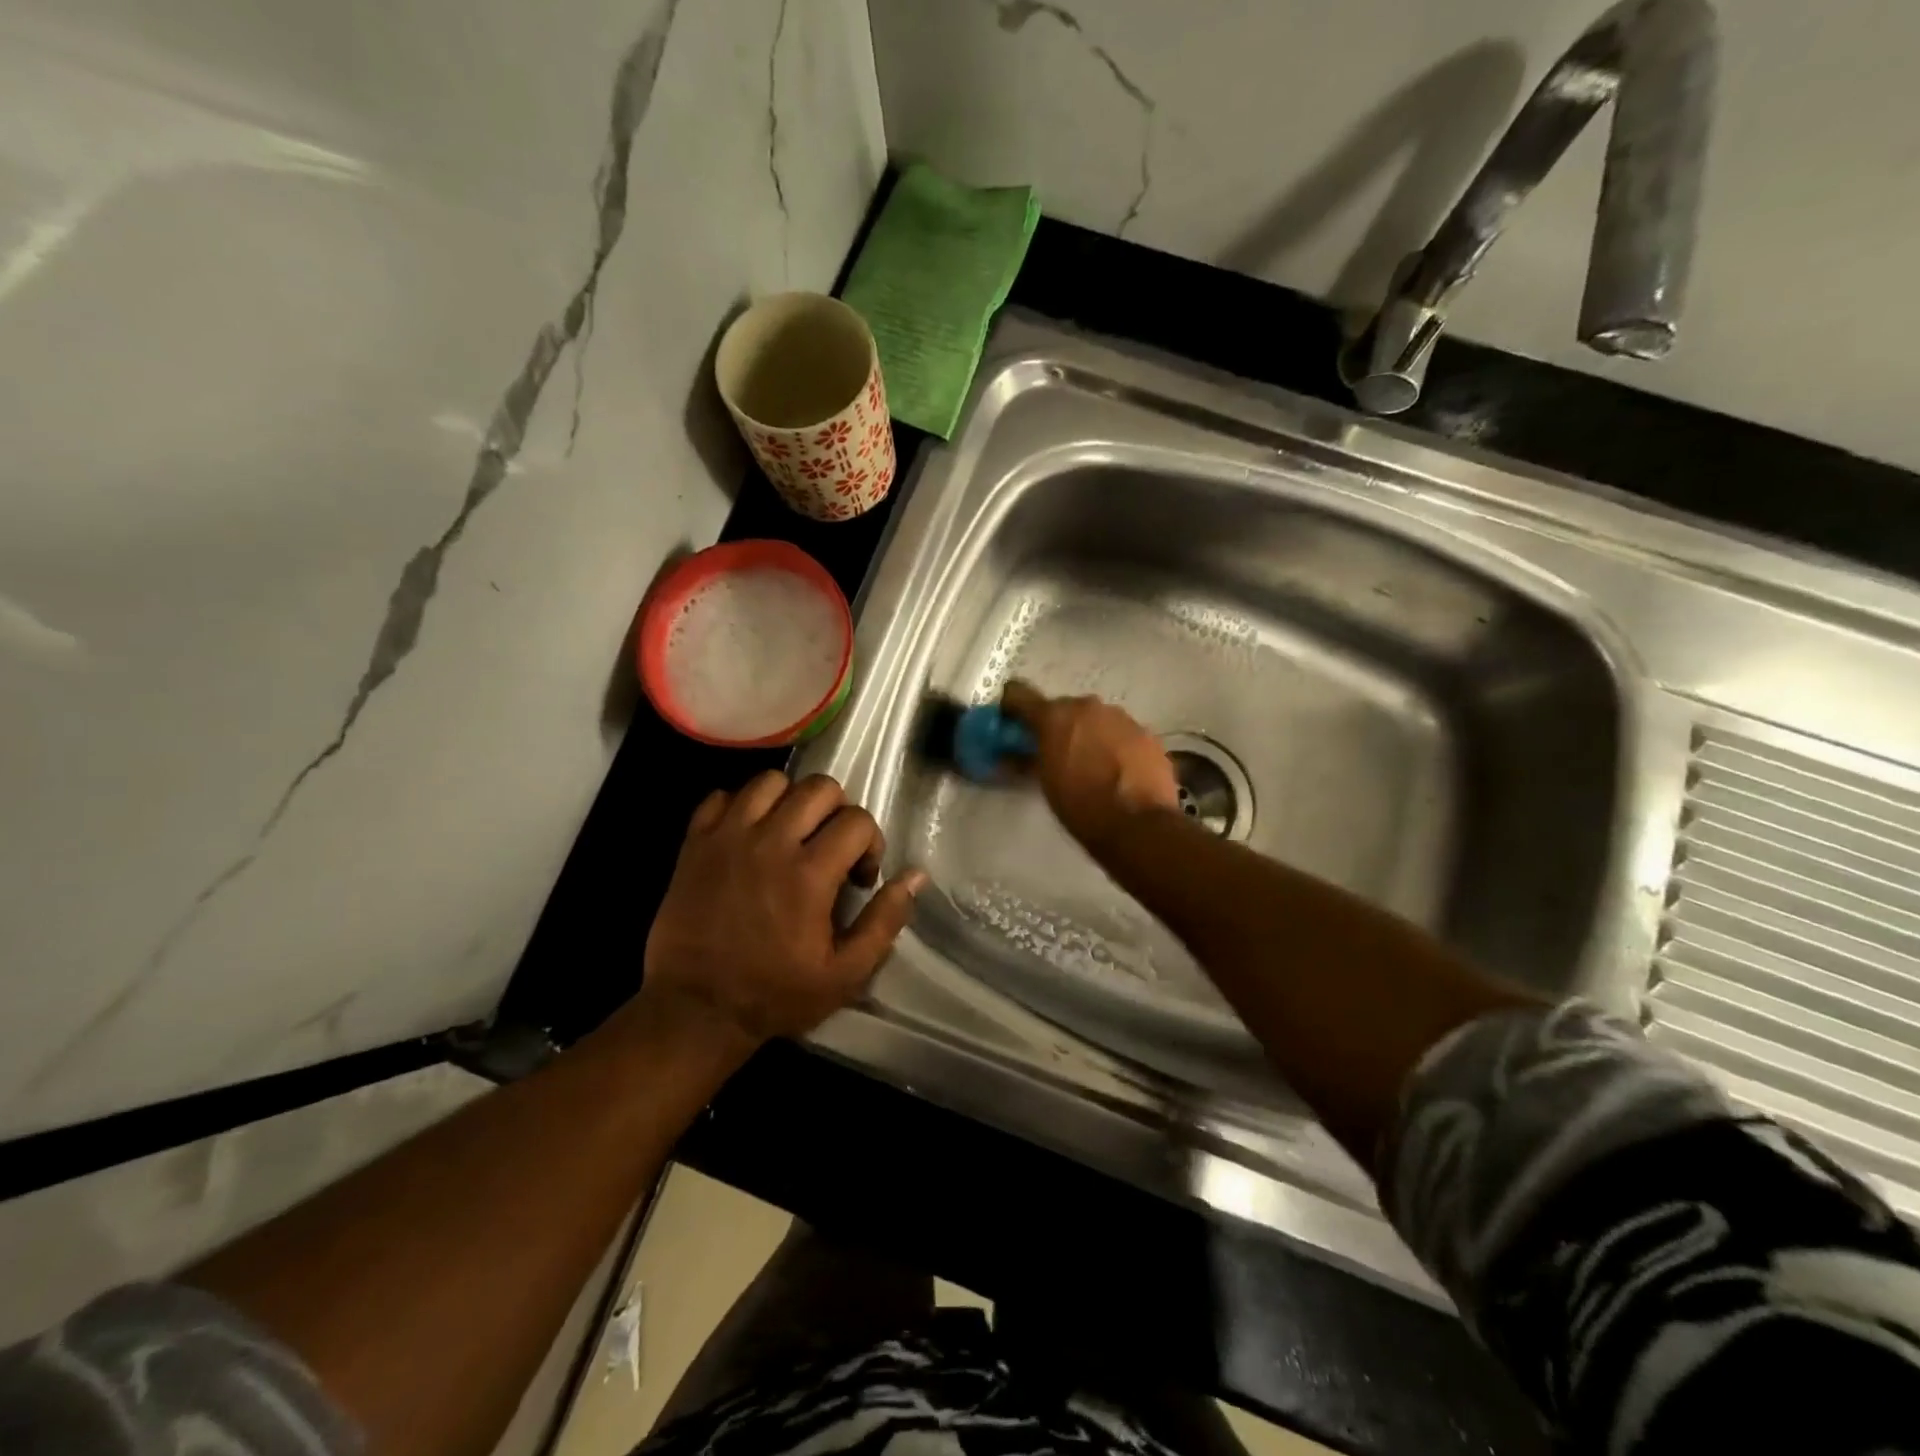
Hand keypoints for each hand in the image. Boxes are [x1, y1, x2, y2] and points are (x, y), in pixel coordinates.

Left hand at [640, 772, 926, 1052]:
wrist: (695, 1010)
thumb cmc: (775, 994)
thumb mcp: (845, 973)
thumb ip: (885, 920)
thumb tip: (916, 876)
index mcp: (810, 874)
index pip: (857, 820)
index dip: (870, 843)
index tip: (858, 877)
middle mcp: (770, 843)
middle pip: (819, 787)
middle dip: (837, 812)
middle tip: (830, 847)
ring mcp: (727, 838)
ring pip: (770, 781)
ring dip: (790, 800)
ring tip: (789, 833)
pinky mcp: (694, 843)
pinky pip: (721, 796)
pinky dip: (740, 806)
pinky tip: (749, 834)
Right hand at [1000, 681, 1180, 846]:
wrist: (1138, 825)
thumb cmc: (1081, 806)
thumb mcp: (1046, 783)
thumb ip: (1029, 759)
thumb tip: (1011, 755)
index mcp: (1054, 716)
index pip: (1019, 694)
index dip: (1012, 706)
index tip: (1011, 722)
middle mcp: (1087, 706)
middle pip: (1063, 708)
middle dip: (1057, 726)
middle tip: (1055, 753)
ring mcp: (1121, 717)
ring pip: (1095, 718)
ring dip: (1088, 734)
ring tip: (1091, 765)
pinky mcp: (1146, 733)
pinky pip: (1120, 732)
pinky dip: (1114, 745)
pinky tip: (1117, 771)